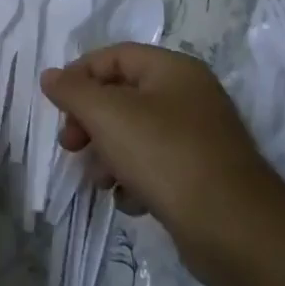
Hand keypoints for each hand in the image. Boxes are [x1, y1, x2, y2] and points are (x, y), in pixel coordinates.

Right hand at [40, 44, 284, 285]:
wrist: (234, 229)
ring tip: (102, 181)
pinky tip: (131, 200)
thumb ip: (72, 91)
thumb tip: (50, 76)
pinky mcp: (201, 175)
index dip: (79, 75)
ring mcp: (198, 138)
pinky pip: (154, 166)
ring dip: (107, 154)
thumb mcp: (107, 115)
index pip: (113, 56)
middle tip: (70, 145)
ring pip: (134, 134)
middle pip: (121, 96)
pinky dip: (135, 179)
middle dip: (89, 121)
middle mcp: (189, 96)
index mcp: (173, 70)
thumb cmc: (165, 155)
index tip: (56, 106)